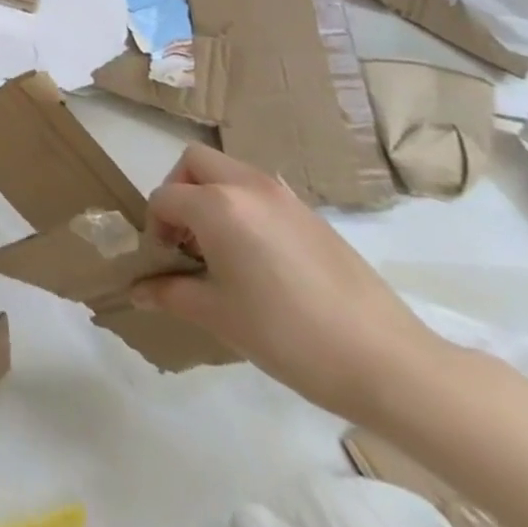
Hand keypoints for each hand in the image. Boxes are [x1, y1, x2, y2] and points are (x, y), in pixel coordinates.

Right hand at [133, 145, 441, 422]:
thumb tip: (138, 290)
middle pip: (194, 162)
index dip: (154, 228)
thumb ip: (170, 293)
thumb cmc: (288, 335)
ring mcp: (286, 198)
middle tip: (185, 237)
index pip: (164, 198)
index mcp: (218, 205)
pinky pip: (261, 193)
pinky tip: (260, 261)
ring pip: (230, 172)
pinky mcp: (314, 216)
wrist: (389, 363)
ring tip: (221, 250)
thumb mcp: (218, 316)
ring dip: (212, 196)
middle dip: (179, 191)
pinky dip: (244, 209)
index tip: (164, 263)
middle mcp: (249, 187)